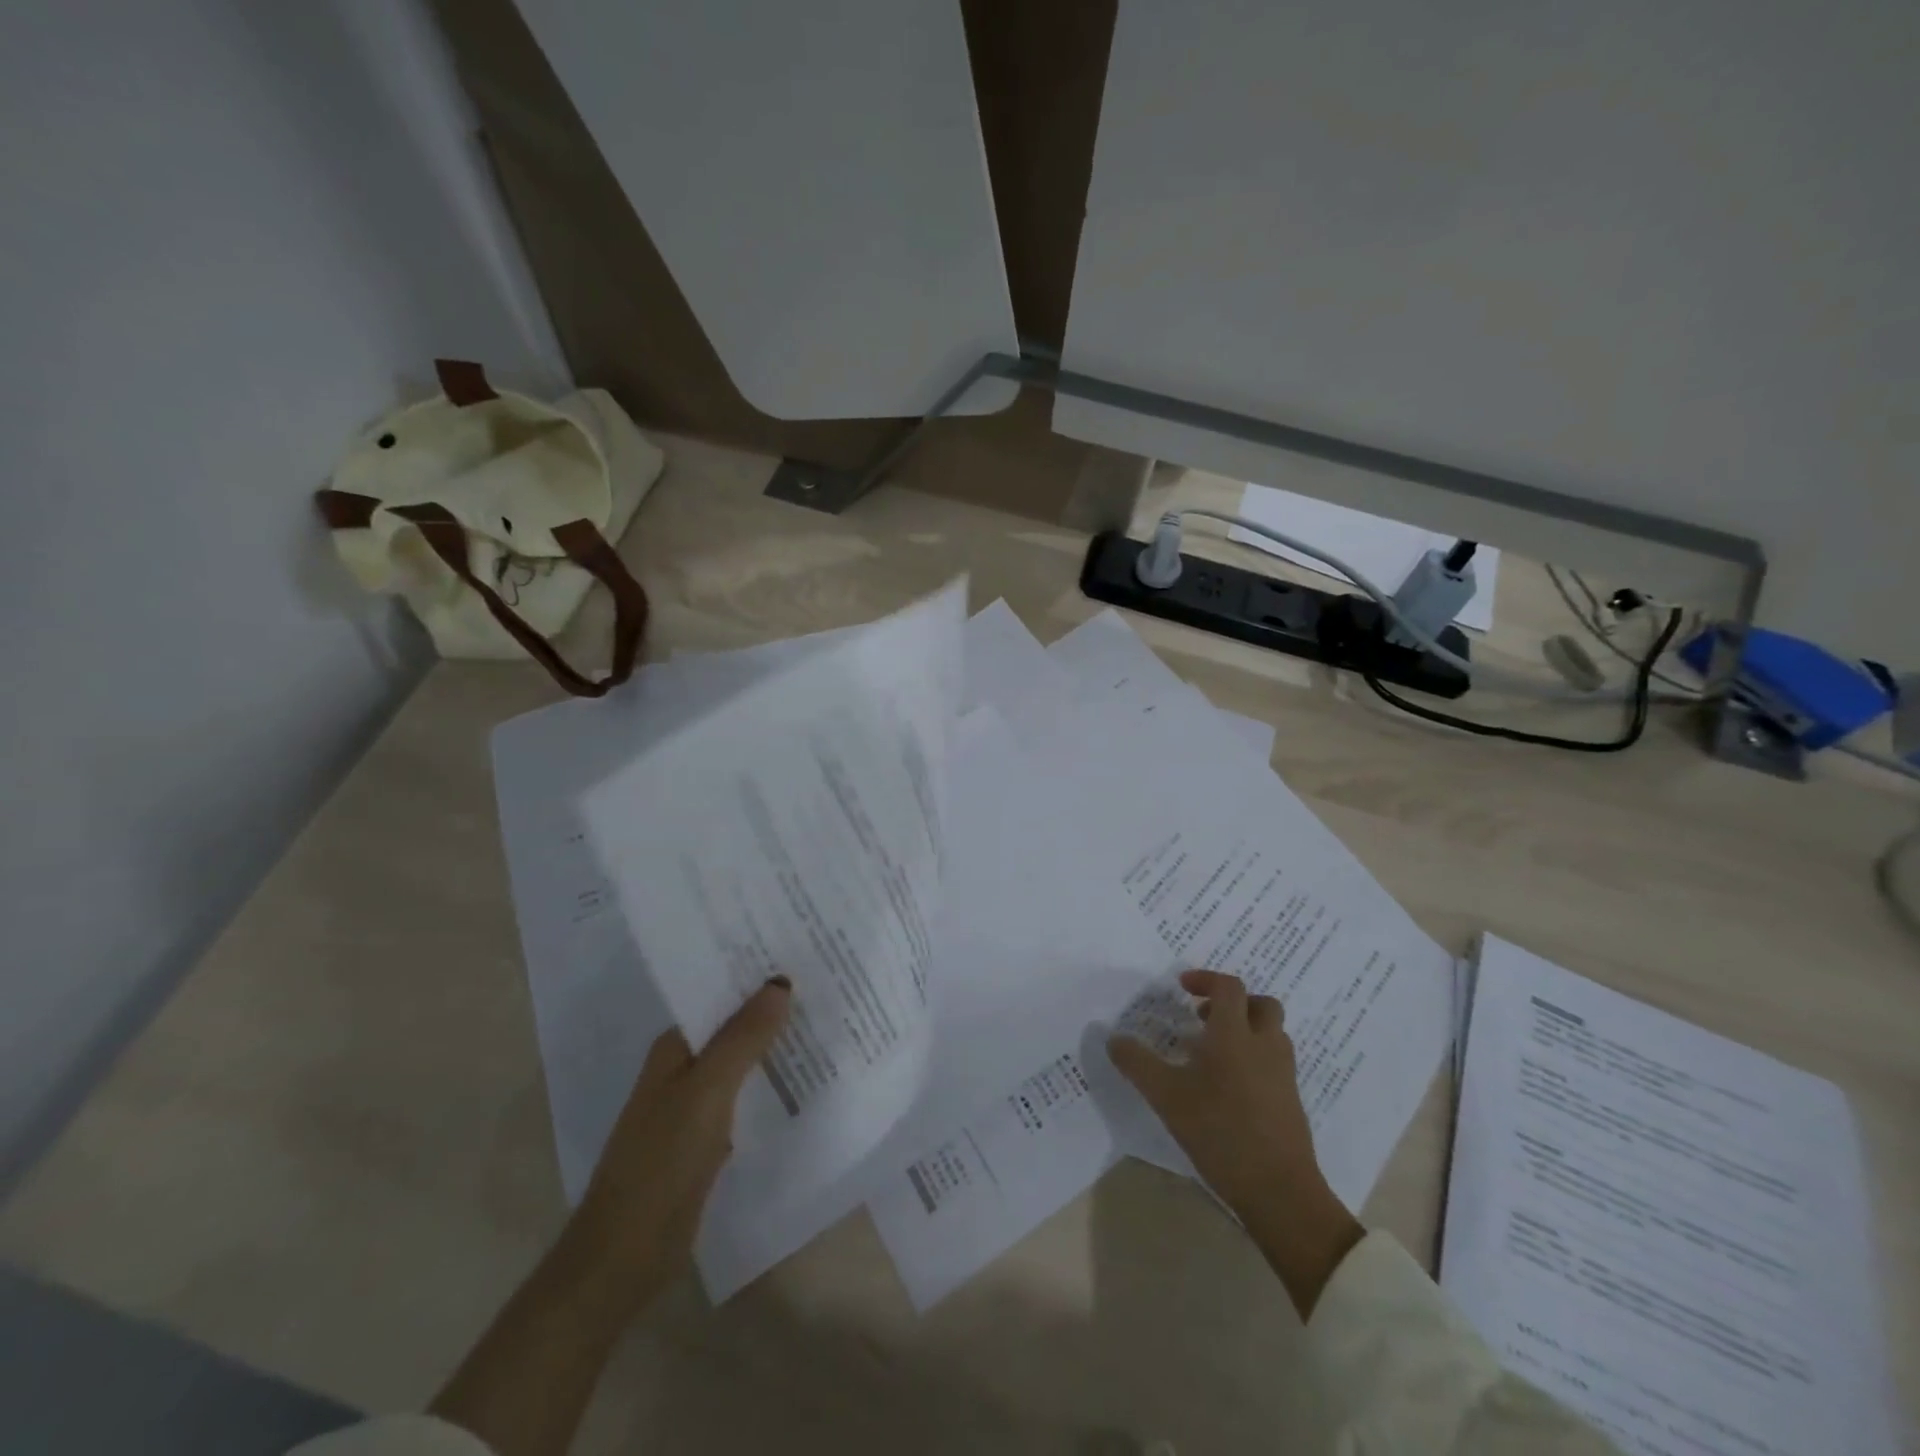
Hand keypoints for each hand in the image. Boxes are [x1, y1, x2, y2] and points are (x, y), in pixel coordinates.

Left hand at [431, 980, 791, 1455]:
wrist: (623, 1258)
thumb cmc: (660, 1164)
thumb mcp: (706, 1093)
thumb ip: (743, 1039)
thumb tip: (780, 982)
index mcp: (675, 1048)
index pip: (719, 995)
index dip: (754, 974)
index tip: (800, 952)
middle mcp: (683, 1069)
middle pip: (733, 1026)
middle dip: (771, 1007)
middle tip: (826, 981)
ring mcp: (693, 1106)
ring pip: (741, 1061)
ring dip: (773, 1045)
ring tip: (826, 1020)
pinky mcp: (706, 1140)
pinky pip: (745, 1096)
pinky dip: (769, 1084)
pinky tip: (804, 1079)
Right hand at [1107, 969, 1363, 1316]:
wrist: (1279, 1189)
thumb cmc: (1219, 1131)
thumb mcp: (1165, 1096)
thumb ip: (1137, 1063)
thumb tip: (1113, 1038)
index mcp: (1235, 1034)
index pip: (1228, 987)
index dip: (1205, 979)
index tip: (1183, 987)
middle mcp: (1264, 1045)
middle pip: (1261, 1004)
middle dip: (1234, 1002)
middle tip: (1204, 1016)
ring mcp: (1283, 1074)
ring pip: (1272, 1033)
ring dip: (1246, 1029)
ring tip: (1214, 1051)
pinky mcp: (1291, 1101)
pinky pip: (1275, 1062)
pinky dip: (1255, 1058)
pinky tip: (1229, 1086)